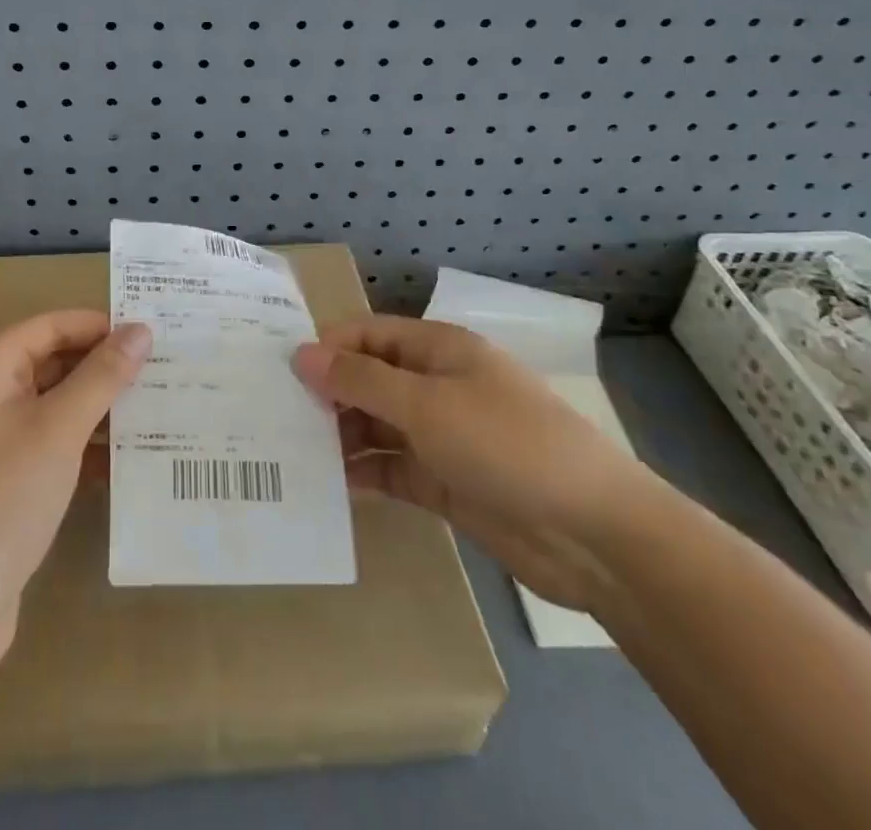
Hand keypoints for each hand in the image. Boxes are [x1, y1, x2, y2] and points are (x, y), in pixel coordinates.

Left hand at [0, 310, 150, 670]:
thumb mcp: (58, 431)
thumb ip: (102, 377)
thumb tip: (140, 329)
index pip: (48, 327)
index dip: (98, 326)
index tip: (149, 332)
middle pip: (48, 365)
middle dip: (101, 367)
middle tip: (161, 369)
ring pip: (50, 408)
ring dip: (96, 409)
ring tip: (155, 407)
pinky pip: (44, 447)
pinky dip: (80, 446)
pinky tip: (125, 458)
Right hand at [293, 316, 659, 613]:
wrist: (595, 535)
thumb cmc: (505, 444)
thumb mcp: (425, 404)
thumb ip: (359, 380)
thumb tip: (301, 354)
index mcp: (437, 349)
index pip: (368, 334)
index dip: (327, 347)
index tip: (282, 373)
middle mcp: (436, 386)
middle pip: (369, 379)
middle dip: (327, 394)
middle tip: (276, 417)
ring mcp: (442, 436)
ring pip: (376, 425)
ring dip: (340, 436)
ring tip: (292, 452)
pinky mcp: (446, 483)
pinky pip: (392, 468)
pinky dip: (364, 473)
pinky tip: (329, 485)